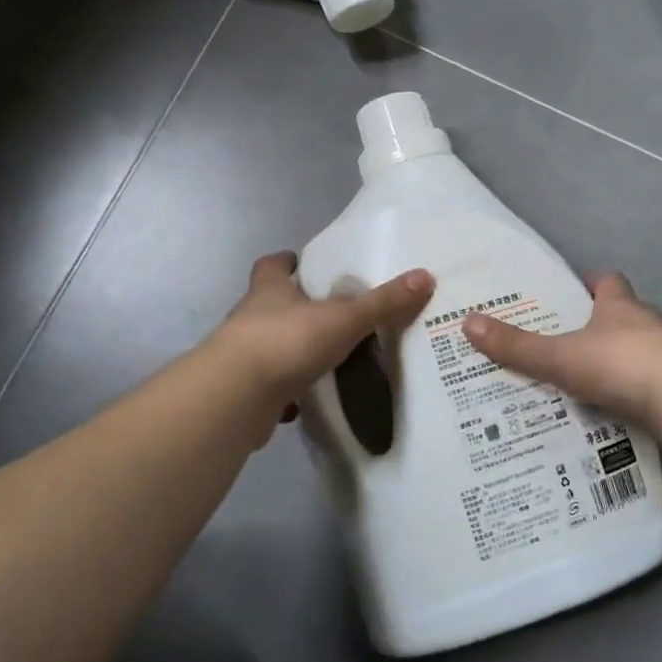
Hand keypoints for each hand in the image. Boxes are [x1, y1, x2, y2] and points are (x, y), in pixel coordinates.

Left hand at [209, 252, 433, 420]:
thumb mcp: (344, 318)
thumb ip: (383, 302)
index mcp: (269, 291)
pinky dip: (285, 391)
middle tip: (327, 313)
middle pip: (269, 305)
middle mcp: (250, 318)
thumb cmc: (287, 341)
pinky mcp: (242, 392)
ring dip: (290, 350)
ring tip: (323, 357)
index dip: (285, 262)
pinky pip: (268, 387)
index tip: (299, 262)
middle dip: (293, 307)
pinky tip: (306, 400)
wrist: (236, 396)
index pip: (271, 266)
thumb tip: (425, 276)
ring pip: (268, 346)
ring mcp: (242, 356)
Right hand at [462, 273, 661, 426]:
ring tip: (595, 379)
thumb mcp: (559, 357)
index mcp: (619, 306)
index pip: (609, 283)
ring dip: (626, 357)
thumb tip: (467, 322)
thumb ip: (516, 346)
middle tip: (576, 340)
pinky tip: (625, 408)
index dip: (595, 284)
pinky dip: (642, 389)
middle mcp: (649, 322)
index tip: (578, 291)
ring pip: (646, 347)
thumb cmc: (619, 364)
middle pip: (628, 314)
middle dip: (606, 324)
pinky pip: (659, 381)